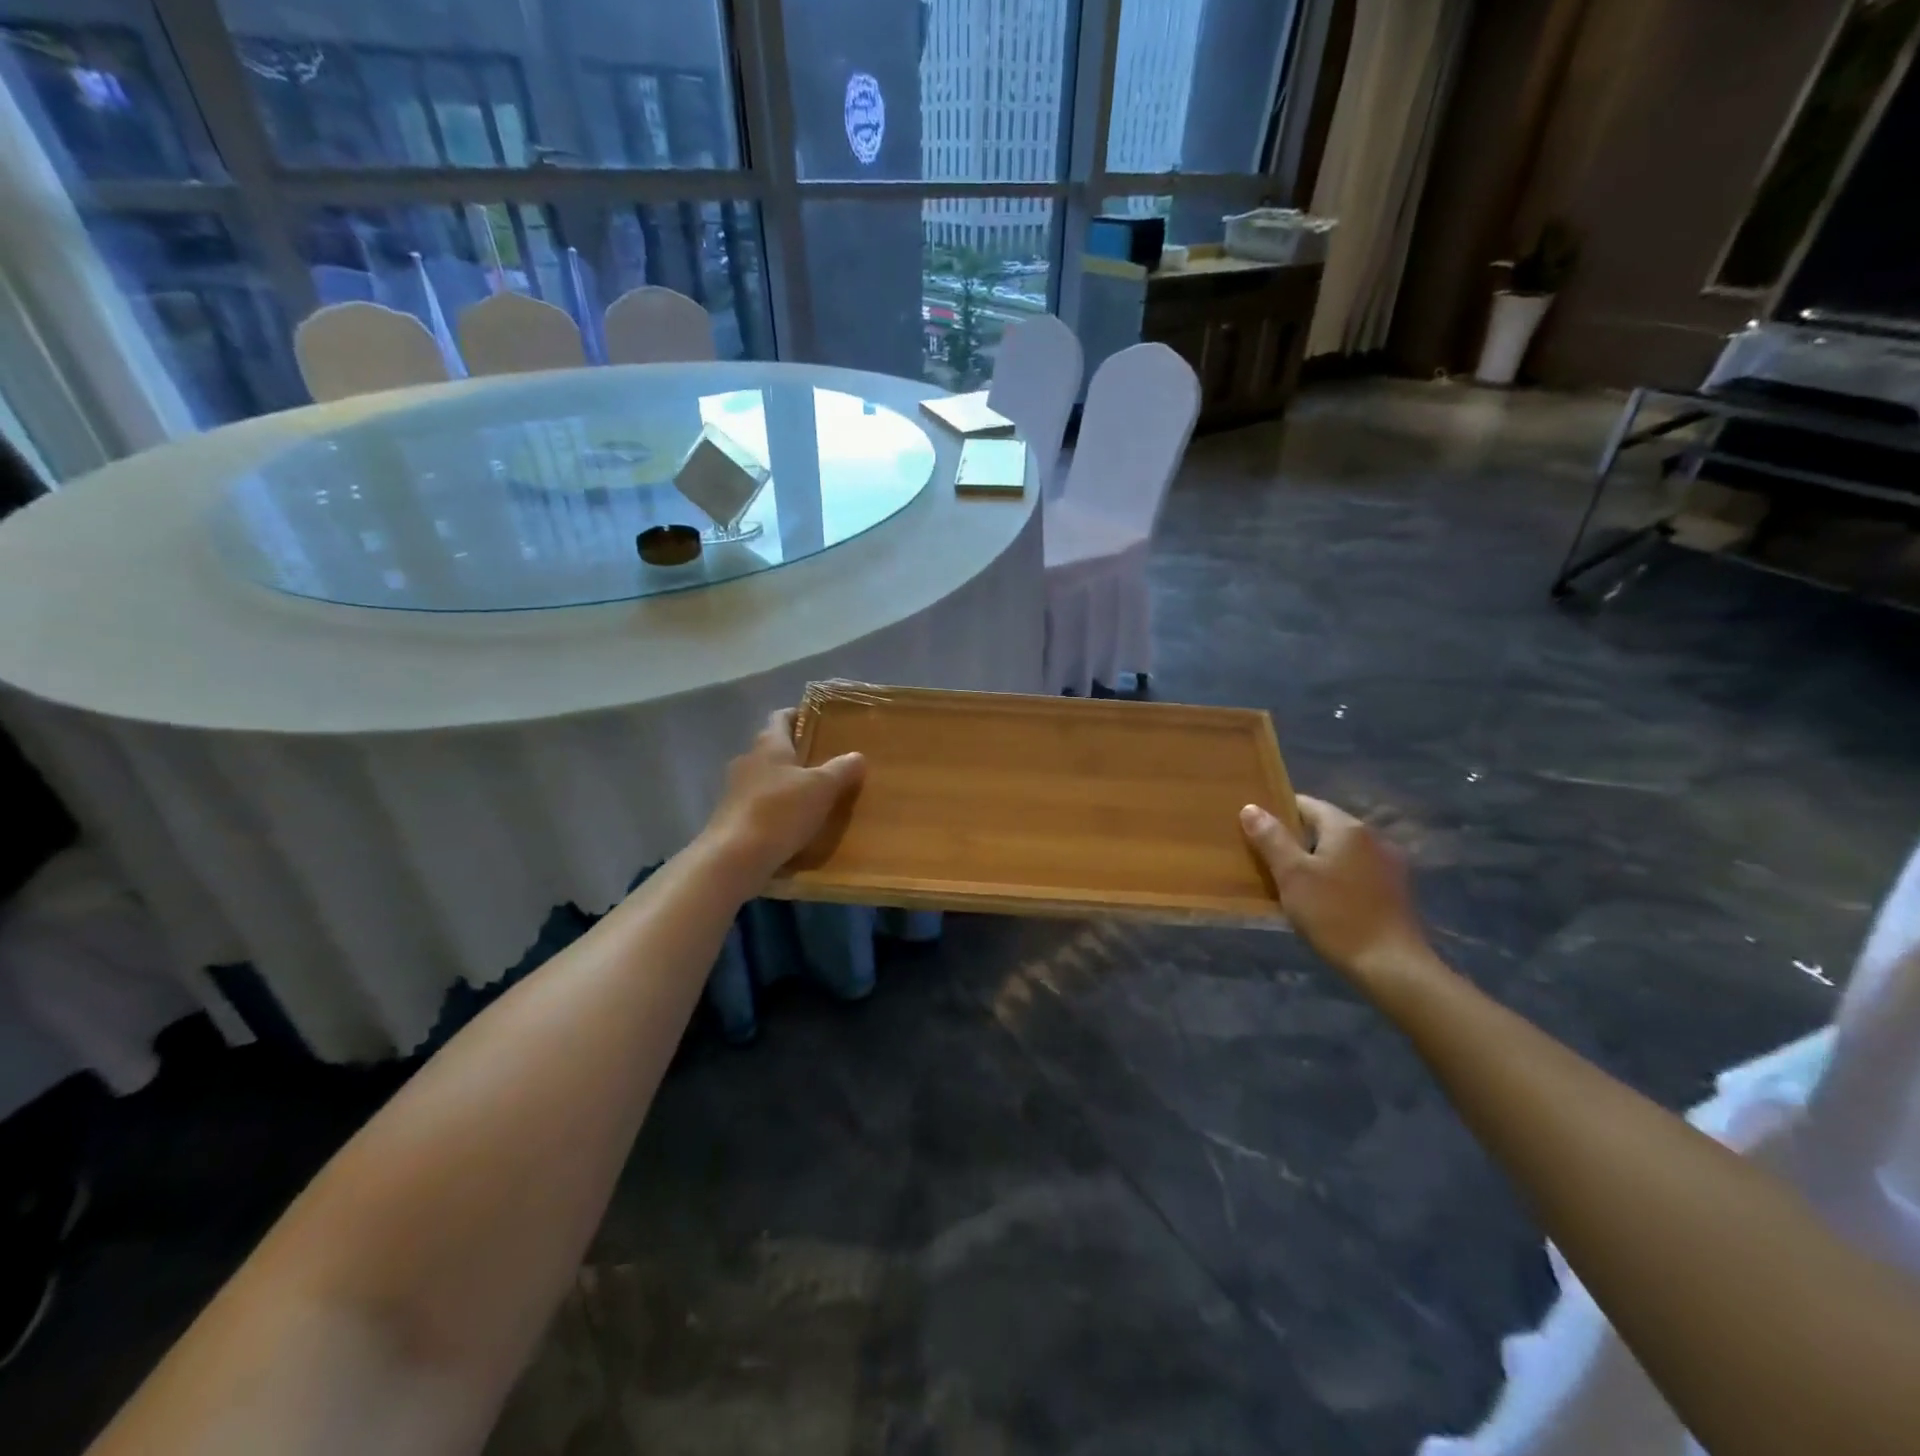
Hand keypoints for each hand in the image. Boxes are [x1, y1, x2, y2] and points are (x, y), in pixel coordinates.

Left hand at [702, 709, 865, 881]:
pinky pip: (758, 805)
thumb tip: (857, 756)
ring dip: (785, 783)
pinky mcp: (730, 818)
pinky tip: (792, 824)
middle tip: (825, 762)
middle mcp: (748, 761)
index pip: (781, 717)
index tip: (819, 721)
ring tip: (812, 796)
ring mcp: (734, 790)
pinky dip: (774, 809)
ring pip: (765, 778)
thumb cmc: (780, 811)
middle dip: (796, 753)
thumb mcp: (822, 788)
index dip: (799, 715)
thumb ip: (842, 769)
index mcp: (769, 744)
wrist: (734, 858)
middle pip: (773, 748)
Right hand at [1240, 796, 1437, 998]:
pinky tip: (1324, 898)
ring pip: (1342, 850)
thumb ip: (1271, 838)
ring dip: (1318, 859)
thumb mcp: (1292, 875)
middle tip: (1268, 859)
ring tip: (1293, 881)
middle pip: (1325, 826)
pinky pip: (1357, 870)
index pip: (1306, 804)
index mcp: (1347, 827)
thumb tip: (1251, 807)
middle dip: (1297, 839)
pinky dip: (1337, 875)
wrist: (1390, 965)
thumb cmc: (1334, 914)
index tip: (1256, 831)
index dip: (1278, 813)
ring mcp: (1389, 863)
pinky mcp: (1396, 889)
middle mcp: (1373, 837)